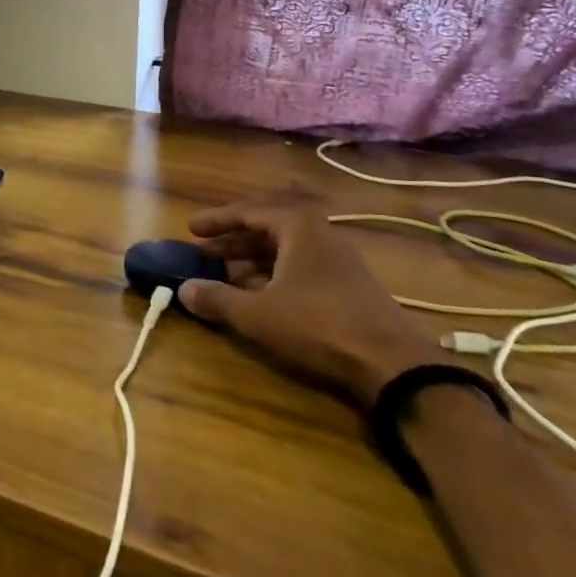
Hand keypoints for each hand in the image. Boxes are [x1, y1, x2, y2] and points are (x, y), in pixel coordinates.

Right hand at [178, 200, 439, 408]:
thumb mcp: (257, 314)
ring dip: (252, 262)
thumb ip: (217, 298)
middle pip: (267, 230)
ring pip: (285, 252)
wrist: (392, 364)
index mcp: (298, 227)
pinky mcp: (349, 287)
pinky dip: (274, 277)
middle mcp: (319, 235)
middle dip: (233, 243)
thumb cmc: (317, 325)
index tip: (191, 229)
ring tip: (225, 277)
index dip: (217, 220)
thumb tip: (184, 289)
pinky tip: (260, 298)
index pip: (249, 212)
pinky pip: (300, 270)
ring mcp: (338, 261)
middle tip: (204, 254)